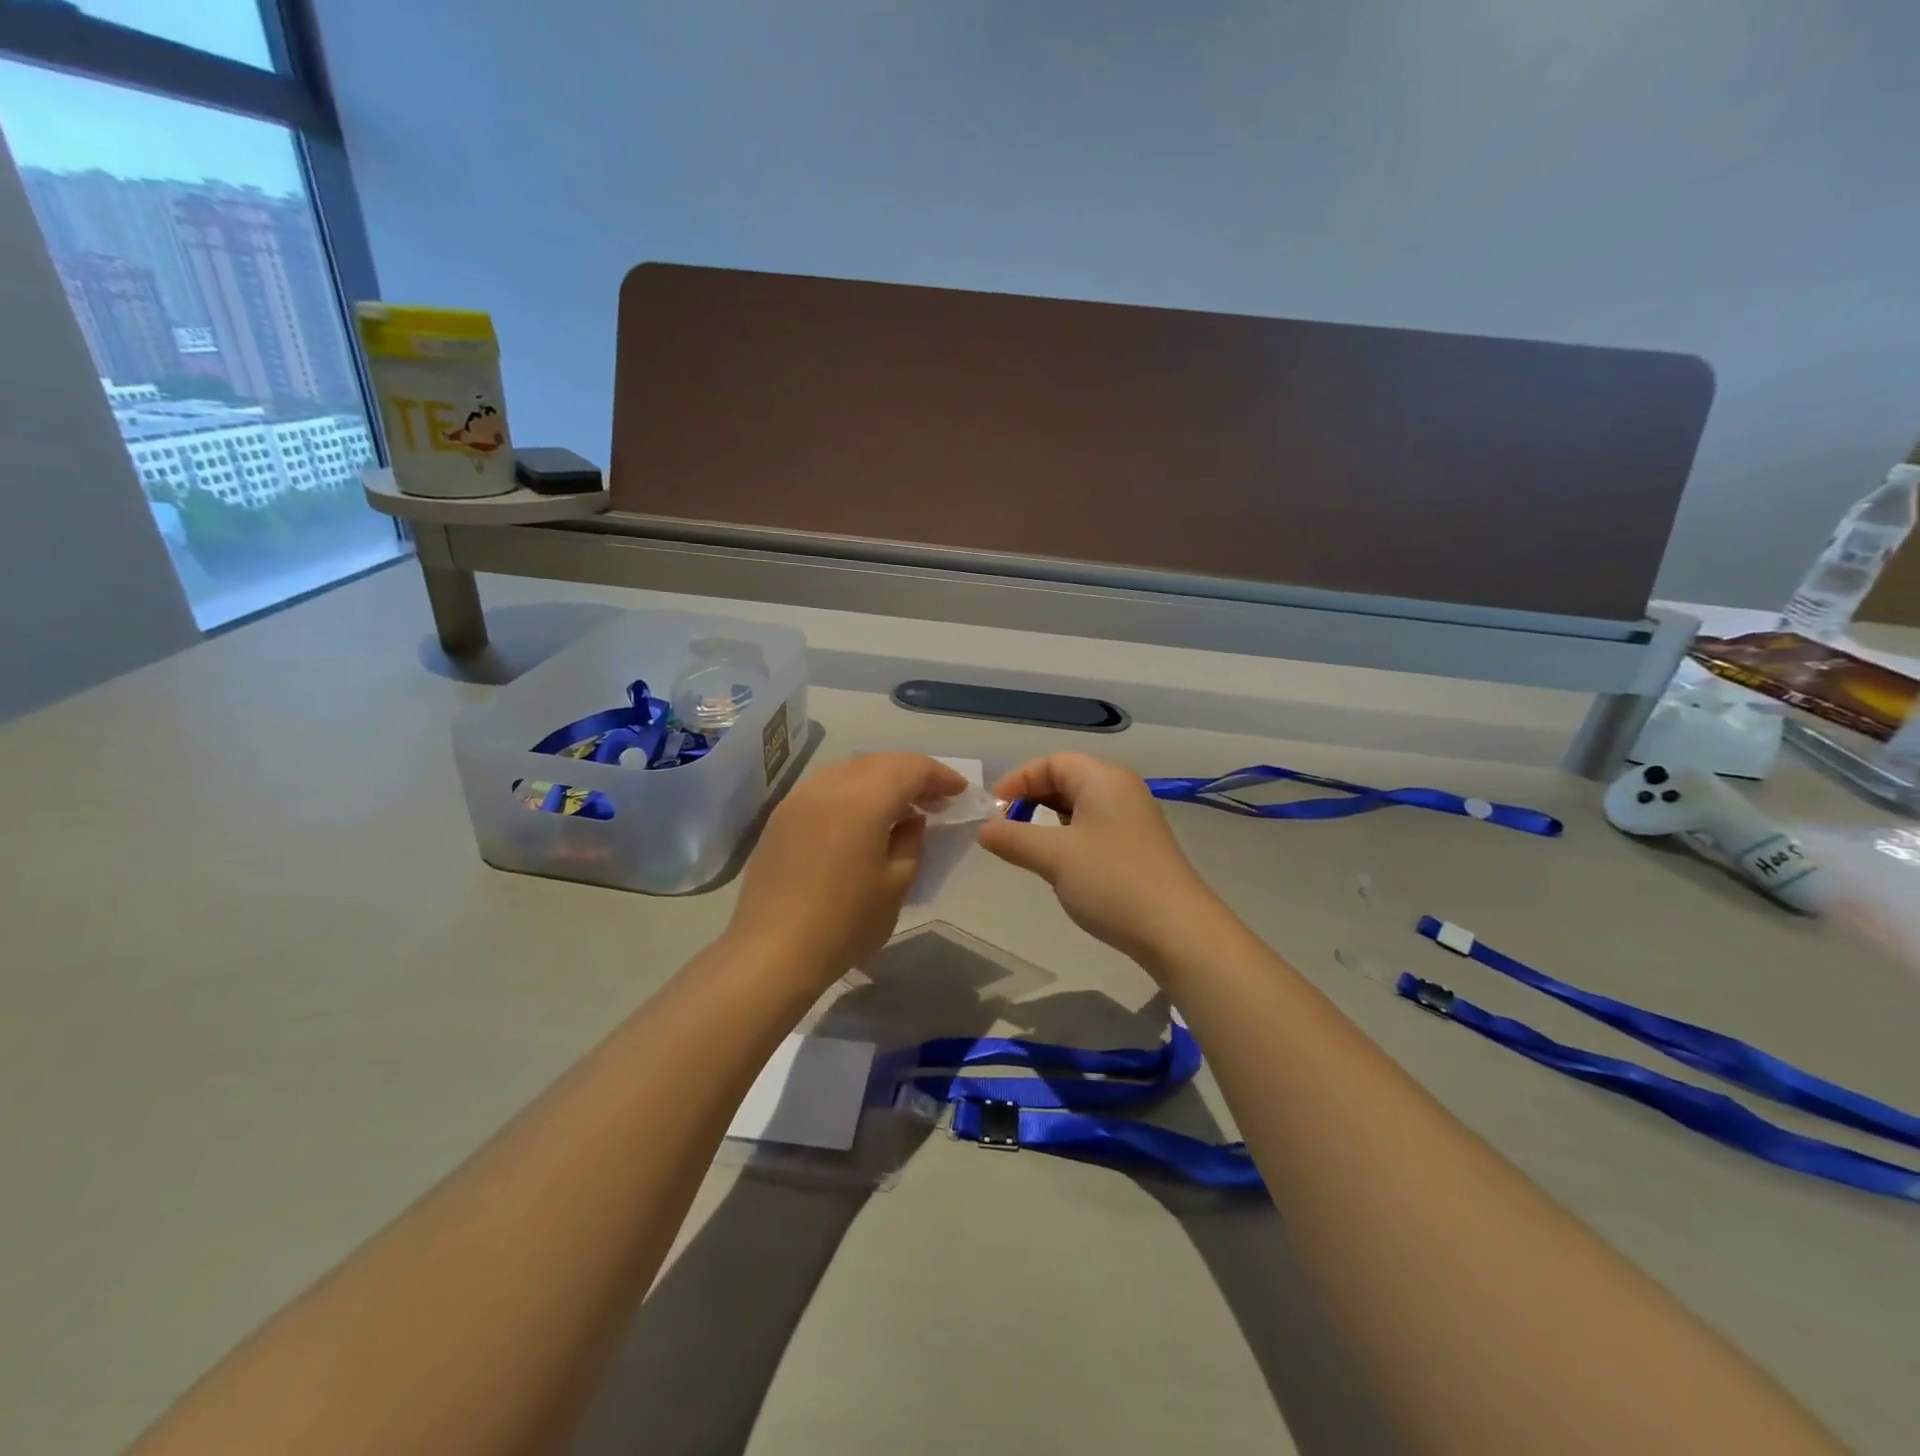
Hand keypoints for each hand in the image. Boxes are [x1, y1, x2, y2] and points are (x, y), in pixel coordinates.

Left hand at [727, 752, 967, 983]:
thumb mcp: (896, 885)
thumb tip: (910, 820)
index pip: (910, 768)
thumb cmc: (844, 923)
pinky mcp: (781, 817)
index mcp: (862, 801)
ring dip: (881, 779)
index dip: (939, 776)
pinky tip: (861, 818)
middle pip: (879, 762)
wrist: (772, 953)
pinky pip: (826, 787)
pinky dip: (853, 791)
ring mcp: (799, 799)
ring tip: (900, 807)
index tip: (959, 792)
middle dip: (912, 774)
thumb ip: (911, 841)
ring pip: (850, 770)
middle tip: (935, 799)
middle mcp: (828, 787)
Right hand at [977, 752, 1223, 969]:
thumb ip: (1014, 838)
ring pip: (1079, 808)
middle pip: (1066, 780)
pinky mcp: (1137, 848)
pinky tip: (1058, 865)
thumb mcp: (1054, 857)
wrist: (1177, 931)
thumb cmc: (1112, 882)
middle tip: (1004, 828)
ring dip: (1048, 822)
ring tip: (1026, 847)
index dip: (1018, 780)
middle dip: (1031, 800)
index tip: (993, 809)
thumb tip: (984, 829)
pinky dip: (1067, 839)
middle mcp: (1121, 791)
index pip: (1052, 762)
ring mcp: (1133, 820)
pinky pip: (1093, 829)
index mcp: (1104, 779)